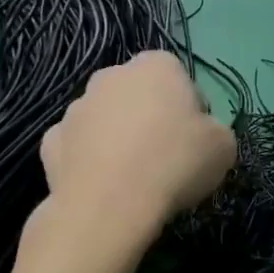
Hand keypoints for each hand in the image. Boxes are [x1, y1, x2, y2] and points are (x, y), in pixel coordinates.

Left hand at [39, 53, 234, 228]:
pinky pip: (78, 146)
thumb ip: (214, 130)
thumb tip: (199, 135)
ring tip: (133, 177)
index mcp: (156, 65)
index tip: (194, 136)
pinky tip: (104, 186)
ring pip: (105, 118)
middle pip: (138, 93)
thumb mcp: (224, 146)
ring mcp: (76, 108)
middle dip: (149, 116)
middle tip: (165, 155)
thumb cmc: (175, 163)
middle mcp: (111, 76)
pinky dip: (89, 160)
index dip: (190, 107)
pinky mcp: (50, 142)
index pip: (178, 76)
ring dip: (117, 137)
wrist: (110, 207)